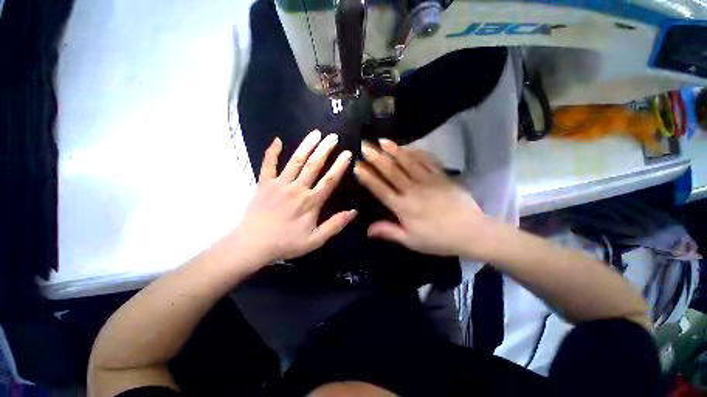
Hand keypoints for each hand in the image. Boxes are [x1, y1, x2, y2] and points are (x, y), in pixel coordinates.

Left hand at [233, 130, 356, 265]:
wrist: (253, 245)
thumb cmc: (286, 243)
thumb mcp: (315, 240)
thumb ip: (335, 225)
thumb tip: (354, 212)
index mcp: (310, 202)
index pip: (329, 180)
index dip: (340, 166)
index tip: (347, 153)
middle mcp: (296, 189)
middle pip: (313, 165)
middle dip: (325, 149)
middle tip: (333, 136)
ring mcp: (279, 184)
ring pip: (295, 161)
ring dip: (306, 146)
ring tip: (315, 133)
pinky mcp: (264, 183)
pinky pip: (268, 164)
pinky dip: (272, 152)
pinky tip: (277, 140)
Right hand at [354, 139, 495, 258]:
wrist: (471, 232)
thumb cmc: (438, 239)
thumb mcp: (411, 240)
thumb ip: (388, 232)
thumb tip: (367, 230)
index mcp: (403, 207)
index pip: (380, 189)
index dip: (368, 177)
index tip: (357, 166)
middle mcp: (412, 191)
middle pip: (391, 171)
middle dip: (376, 158)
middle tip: (365, 146)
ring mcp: (428, 181)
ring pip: (407, 162)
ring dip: (394, 150)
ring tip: (382, 140)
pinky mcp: (442, 177)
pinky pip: (427, 161)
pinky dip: (416, 152)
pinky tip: (408, 146)